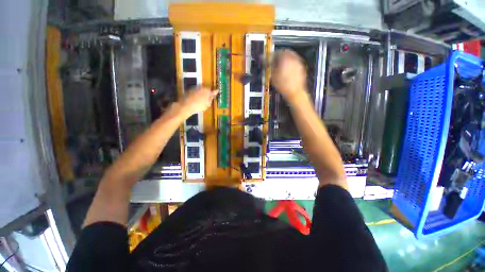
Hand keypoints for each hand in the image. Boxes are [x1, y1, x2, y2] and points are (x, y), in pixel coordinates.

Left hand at [180, 86, 217, 116]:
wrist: (185, 106)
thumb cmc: (199, 106)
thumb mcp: (207, 104)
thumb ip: (211, 98)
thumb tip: (214, 94)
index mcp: (207, 91)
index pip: (213, 90)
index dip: (215, 92)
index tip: (217, 91)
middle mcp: (201, 87)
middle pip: (206, 89)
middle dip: (207, 92)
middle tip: (208, 97)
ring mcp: (194, 88)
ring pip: (200, 90)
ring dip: (202, 93)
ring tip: (202, 99)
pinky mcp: (189, 90)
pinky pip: (195, 91)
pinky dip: (197, 94)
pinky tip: (196, 99)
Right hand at [271, 49, 307, 101]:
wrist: (295, 93)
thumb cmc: (283, 85)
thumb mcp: (273, 76)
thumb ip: (270, 66)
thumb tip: (266, 61)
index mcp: (285, 58)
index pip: (277, 52)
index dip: (271, 55)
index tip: (268, 59)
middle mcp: (293, 58)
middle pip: (285, 52)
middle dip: (279, 56)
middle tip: (274, 61)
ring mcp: (298, 62)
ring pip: (291, 57)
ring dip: (285, 59)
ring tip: (280, 66)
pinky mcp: (301, 68)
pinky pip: (295, 62)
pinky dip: (290, 64)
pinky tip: (287, 71)